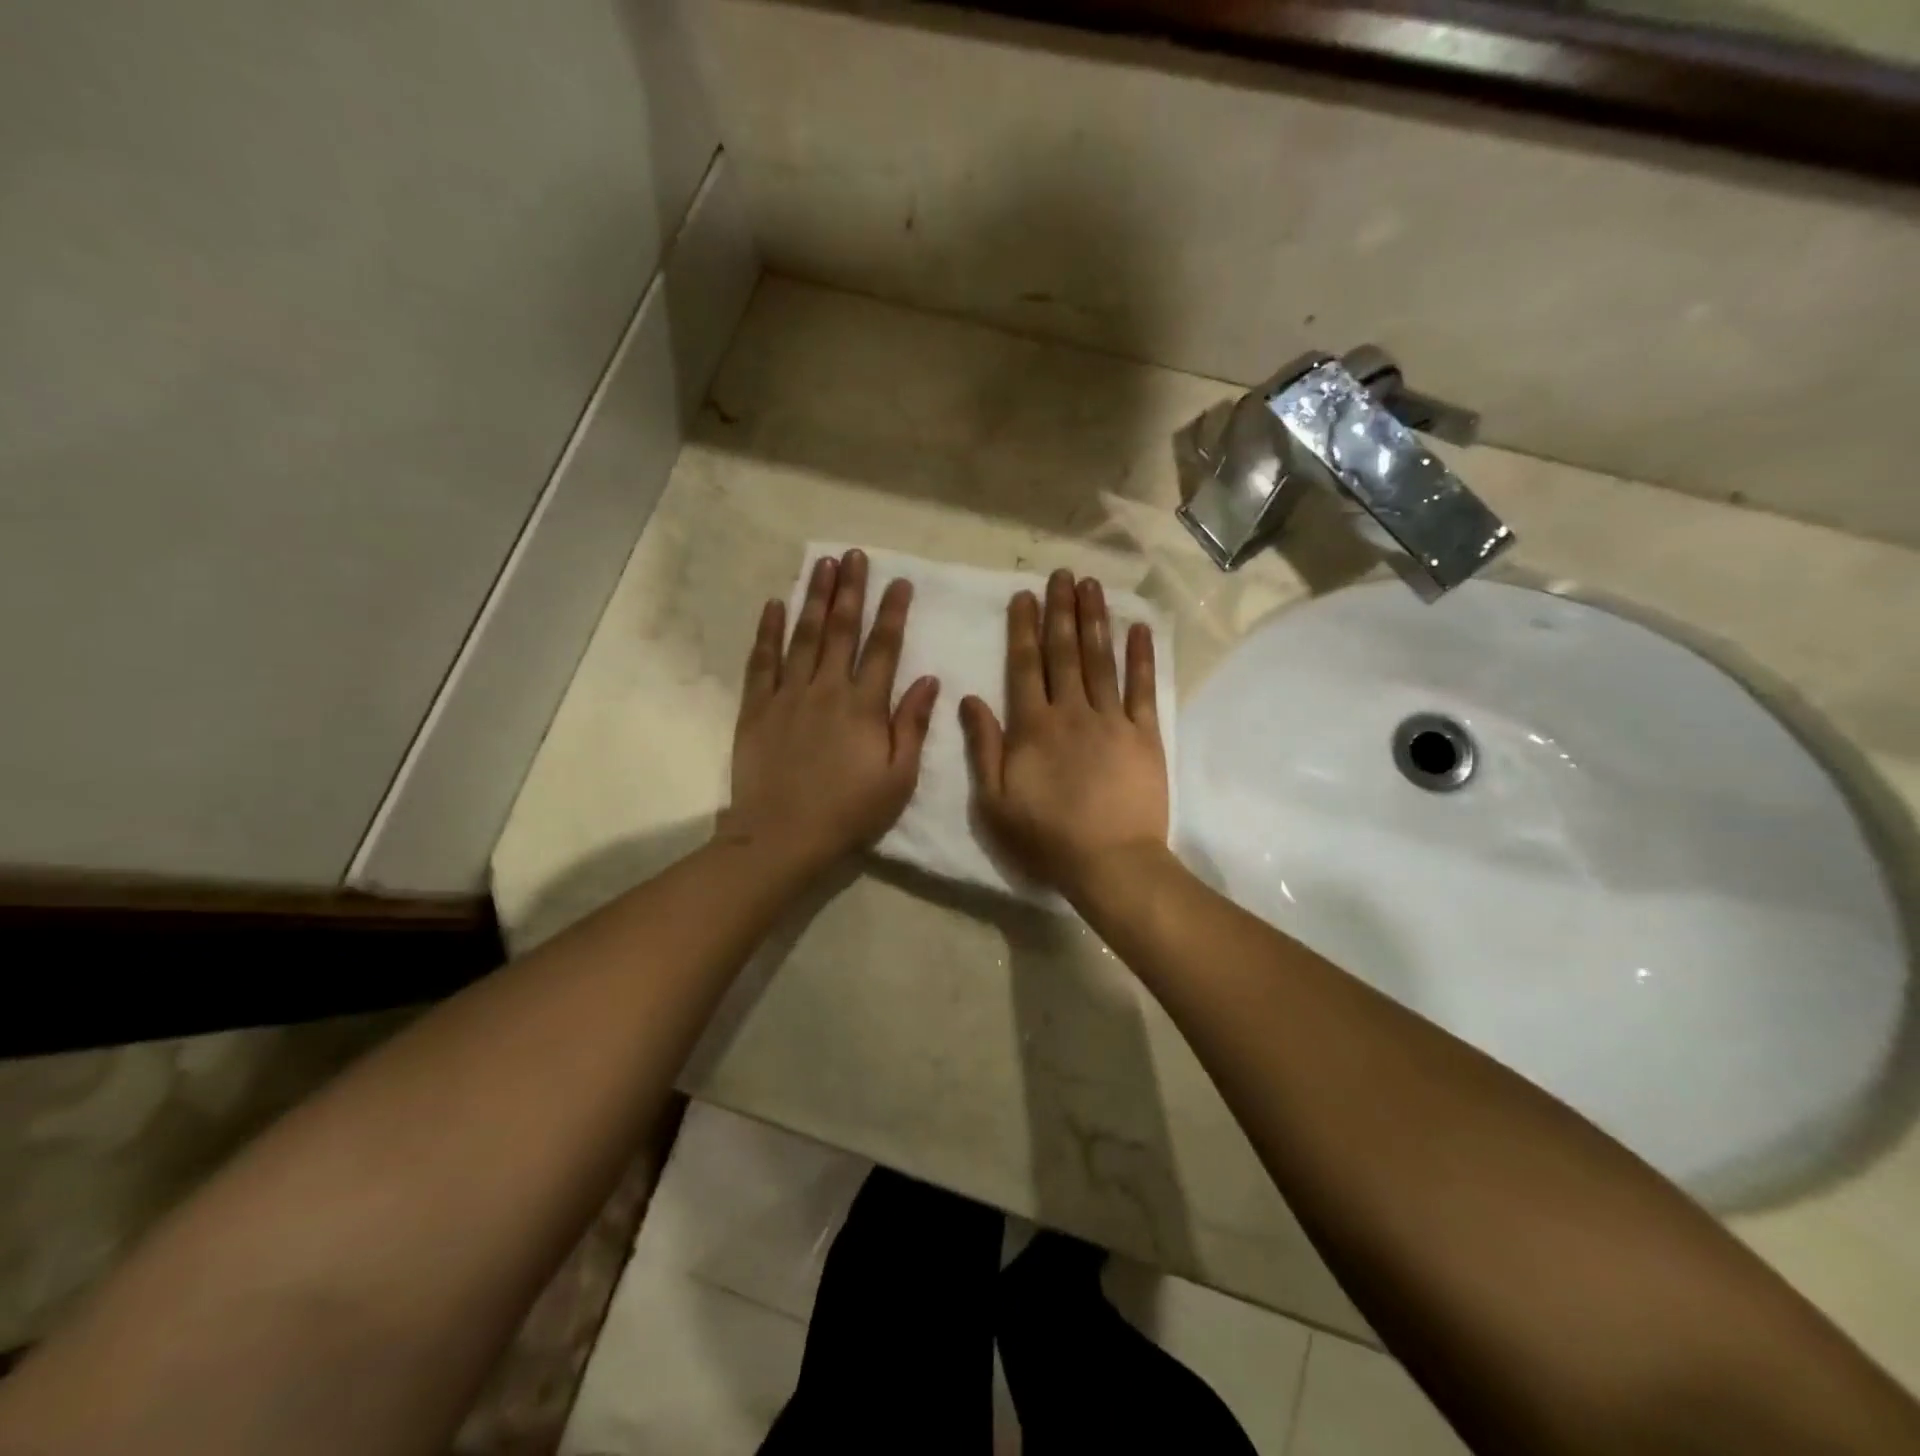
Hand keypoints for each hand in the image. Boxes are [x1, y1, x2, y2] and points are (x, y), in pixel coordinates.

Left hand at [722, 549, 939, 876]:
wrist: (784, 835)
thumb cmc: (850, 811)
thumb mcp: (898, 777)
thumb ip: (912, 725)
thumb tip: (928, 679)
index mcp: (865, 706)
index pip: (883, 647)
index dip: (893, 611)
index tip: (900, 581)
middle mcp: (827, 689)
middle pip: (840, 629)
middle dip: (850, 589)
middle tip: (854, 555)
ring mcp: (788, 695)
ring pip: (802, 636)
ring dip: (813, 597)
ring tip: (821, 564)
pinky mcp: (757, 708)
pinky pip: (762, 661)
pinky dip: (768, 631)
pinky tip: (774, 604)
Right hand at [959, 569, 1169, 903]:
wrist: (1109, 862)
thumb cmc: (1046, 836)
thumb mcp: (994, 800)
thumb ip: (983, 746)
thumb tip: (970, 698)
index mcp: (1033, 726)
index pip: (1025, 666)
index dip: (1023, 628)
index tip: (1024, 595)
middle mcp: (1071, 712)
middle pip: (1065, 652)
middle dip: (1061, 610)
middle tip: (1062, 574)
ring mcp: (1111, 720)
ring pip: (1101, 660)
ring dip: (1095, 620)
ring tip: (1092, 585)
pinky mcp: (1144, 734)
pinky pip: (1143, 687)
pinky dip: (1141, 656)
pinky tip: (1138, 628)